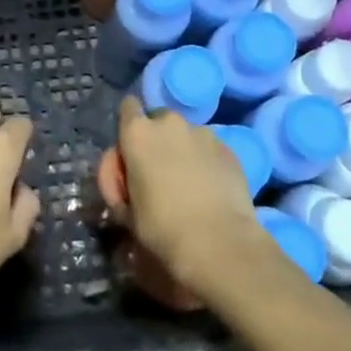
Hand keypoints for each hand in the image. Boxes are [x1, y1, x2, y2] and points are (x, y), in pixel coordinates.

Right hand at [113, 96, 276, 298]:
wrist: (220, 243)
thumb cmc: (163, 228)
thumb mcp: (126, 211)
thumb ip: (121, 185)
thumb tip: (127, 182)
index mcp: (138, 133)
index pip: (128, 107)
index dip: (128, 127)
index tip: (131, 152)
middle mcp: (169, 123)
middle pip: (159, 120)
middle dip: (158, 139)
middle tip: (159, 172)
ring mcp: (203, 132)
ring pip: (187, 134)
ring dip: (183, 150)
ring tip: (189, 183)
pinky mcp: (228, 148)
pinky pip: (210, 148)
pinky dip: (207, 162)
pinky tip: (210, 189)